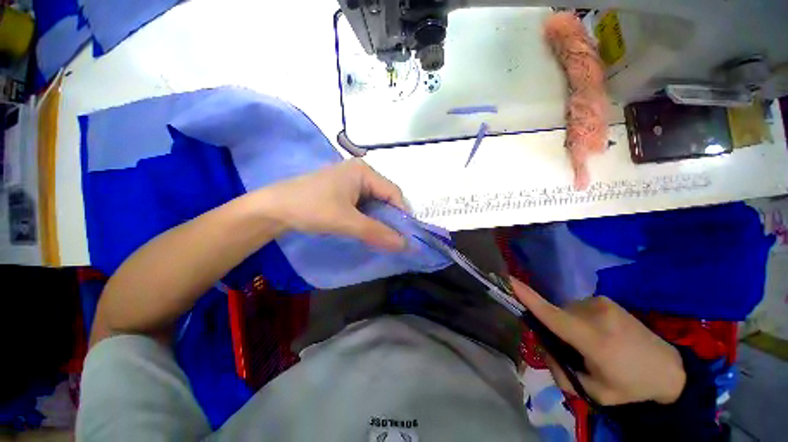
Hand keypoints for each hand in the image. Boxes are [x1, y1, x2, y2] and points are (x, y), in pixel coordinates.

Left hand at [255, 159, 407, 250]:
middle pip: (386, 197)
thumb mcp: (346, 221)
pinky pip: (364, 204)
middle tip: (393, 239)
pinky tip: (366, 229)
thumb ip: (377, 232)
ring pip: (375, 202)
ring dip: (379, 219)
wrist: (272, 209)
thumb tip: (404, 245)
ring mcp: (351, 181)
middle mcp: (361, 172)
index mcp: (364, 171)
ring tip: (381, 236)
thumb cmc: (311, 208)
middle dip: (390, 218)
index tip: (404, 236)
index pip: (394, 193)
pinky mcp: (343, 190)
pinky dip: (368, 217)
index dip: (401, 215)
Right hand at [510, 278, 685, 405]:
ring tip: (591, 344)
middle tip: (574, 352)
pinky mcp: (605, 299)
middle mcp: (595, 314)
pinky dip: (578, 319)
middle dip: (555, 331)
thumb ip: (560, 371)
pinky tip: (600, 334)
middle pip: (555, 316)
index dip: (528, 298)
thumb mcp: (592, 391)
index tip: (509, 281)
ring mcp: (601, 303)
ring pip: (565, 311)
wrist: (669, 369)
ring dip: (567, 325)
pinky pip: (577, 307)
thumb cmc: (630, 386)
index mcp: (594, 340)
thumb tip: (544, 346)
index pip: (553, 316)